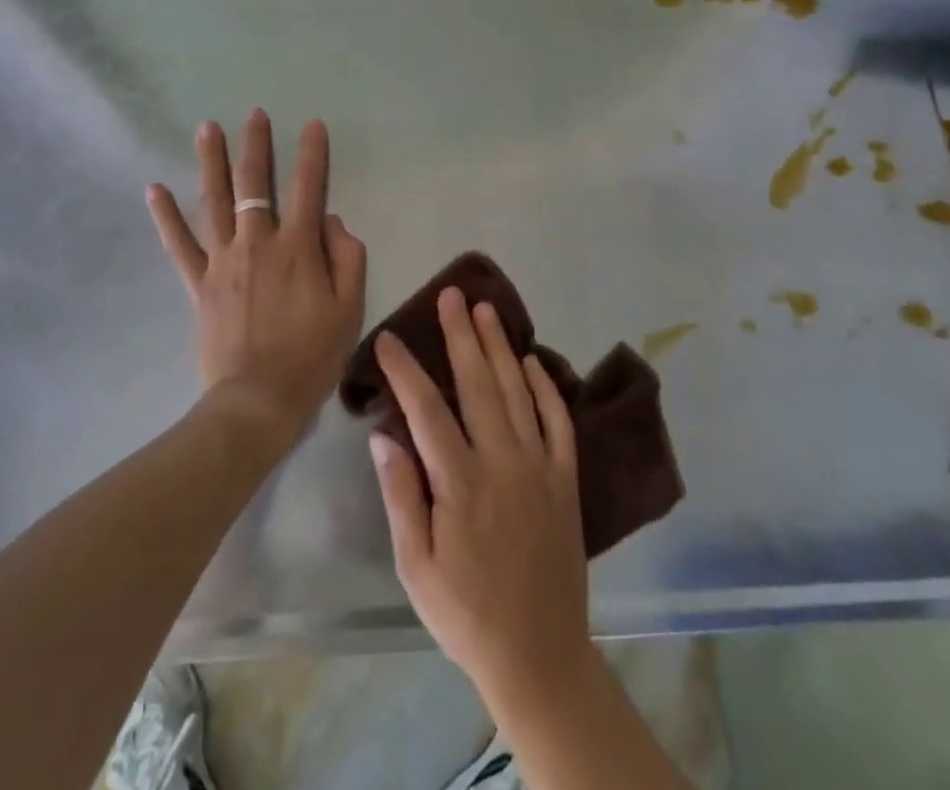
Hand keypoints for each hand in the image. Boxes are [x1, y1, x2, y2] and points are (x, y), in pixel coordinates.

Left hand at [148, 111, 366, 446]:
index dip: (312, 153)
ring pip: (214, 201)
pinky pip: (179, 245)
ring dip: (211, 162)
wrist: (258, 401)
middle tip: (254, 115)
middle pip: (254, 184)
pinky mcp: (199, 283)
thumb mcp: (350, 307)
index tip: (313, 125)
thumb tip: (331, 219)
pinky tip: (154, 189)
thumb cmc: (312, 355)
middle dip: (256, 145)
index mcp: (298, 247)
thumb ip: (348, 256)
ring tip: (207, 128)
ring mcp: (223, 261)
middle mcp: (257, 243)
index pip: (308, 187)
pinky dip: (166, 217)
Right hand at [369, 288, 591, 701]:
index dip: (407, 369)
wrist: (539, 655)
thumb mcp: (415, 567)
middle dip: (461, 335)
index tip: (390, 338)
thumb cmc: (465, 614)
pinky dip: (546, 387)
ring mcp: (540, 467)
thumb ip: (400, 495)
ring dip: (501, 346)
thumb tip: (382, 434)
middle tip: (451, 294)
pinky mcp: (566, 479)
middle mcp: (503, 462)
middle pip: (479, 384)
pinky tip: (532, 361)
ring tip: (487, 309)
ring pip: (518, 391)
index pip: (427, 409)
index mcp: (460, 483)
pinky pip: (558, 421)